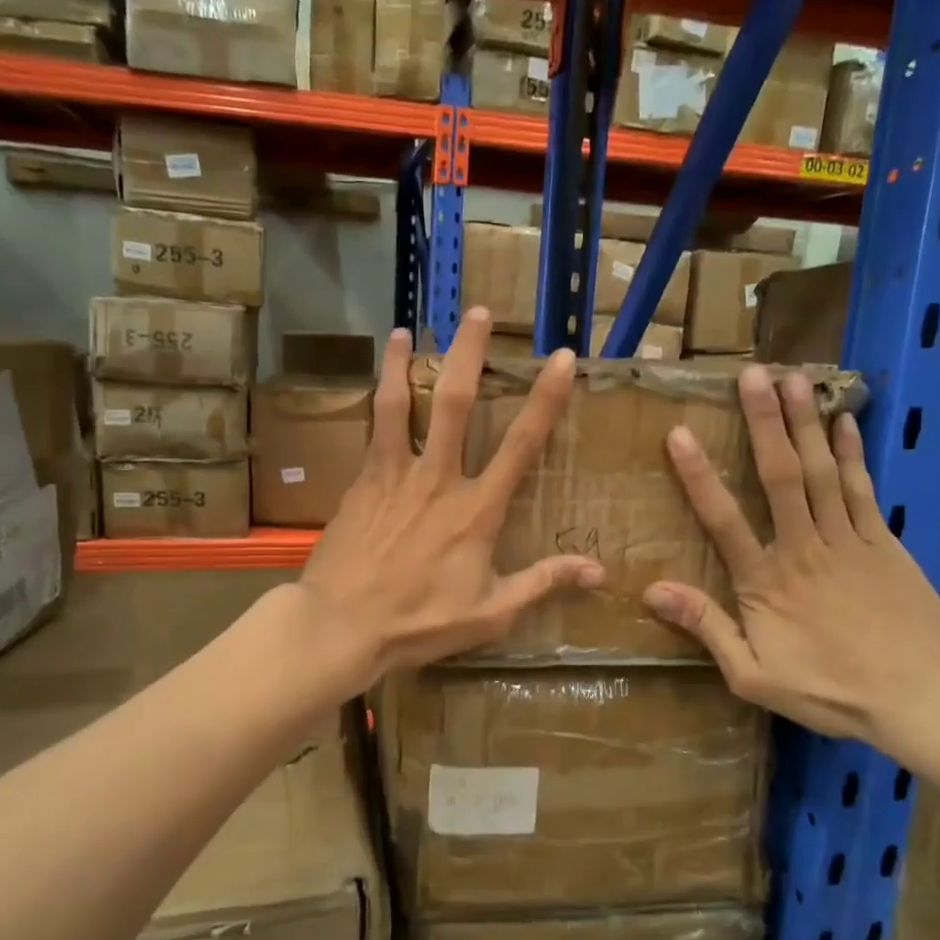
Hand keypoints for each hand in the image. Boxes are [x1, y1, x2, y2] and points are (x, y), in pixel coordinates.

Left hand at [299, 309, 603, 683]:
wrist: (341, 625)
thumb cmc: (420, 622)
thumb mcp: (491, 612)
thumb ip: (543, 582)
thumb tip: (597, 571)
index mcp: (476, 510)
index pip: (520, 445)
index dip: (544, 399)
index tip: (560, 359)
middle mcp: (437, 479)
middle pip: (453, 402)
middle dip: (467, 353)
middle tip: (475, 313)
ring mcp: (393, 476)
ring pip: (399, 405)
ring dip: (403, 363)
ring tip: (404, 331)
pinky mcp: (361, 483)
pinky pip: (371, 431)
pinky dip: (376, 401)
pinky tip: (375, 387)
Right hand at [644, 366, 939, 747]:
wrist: (921, 698)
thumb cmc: (830, 690)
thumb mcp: (753, 675)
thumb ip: (706, 628)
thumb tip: (653, 590)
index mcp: (765, 582)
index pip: (724, 520)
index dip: (698, 476)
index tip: (679, 434)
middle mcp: (803, 548)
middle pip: (779, 477)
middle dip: (763, 423)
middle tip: (751, 375)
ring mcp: (848, 540)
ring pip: (821, 472)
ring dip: (804, 424)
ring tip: (792, 379)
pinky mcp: (883, 542)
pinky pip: (864, 489)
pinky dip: (852, 453)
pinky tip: (842, 421)